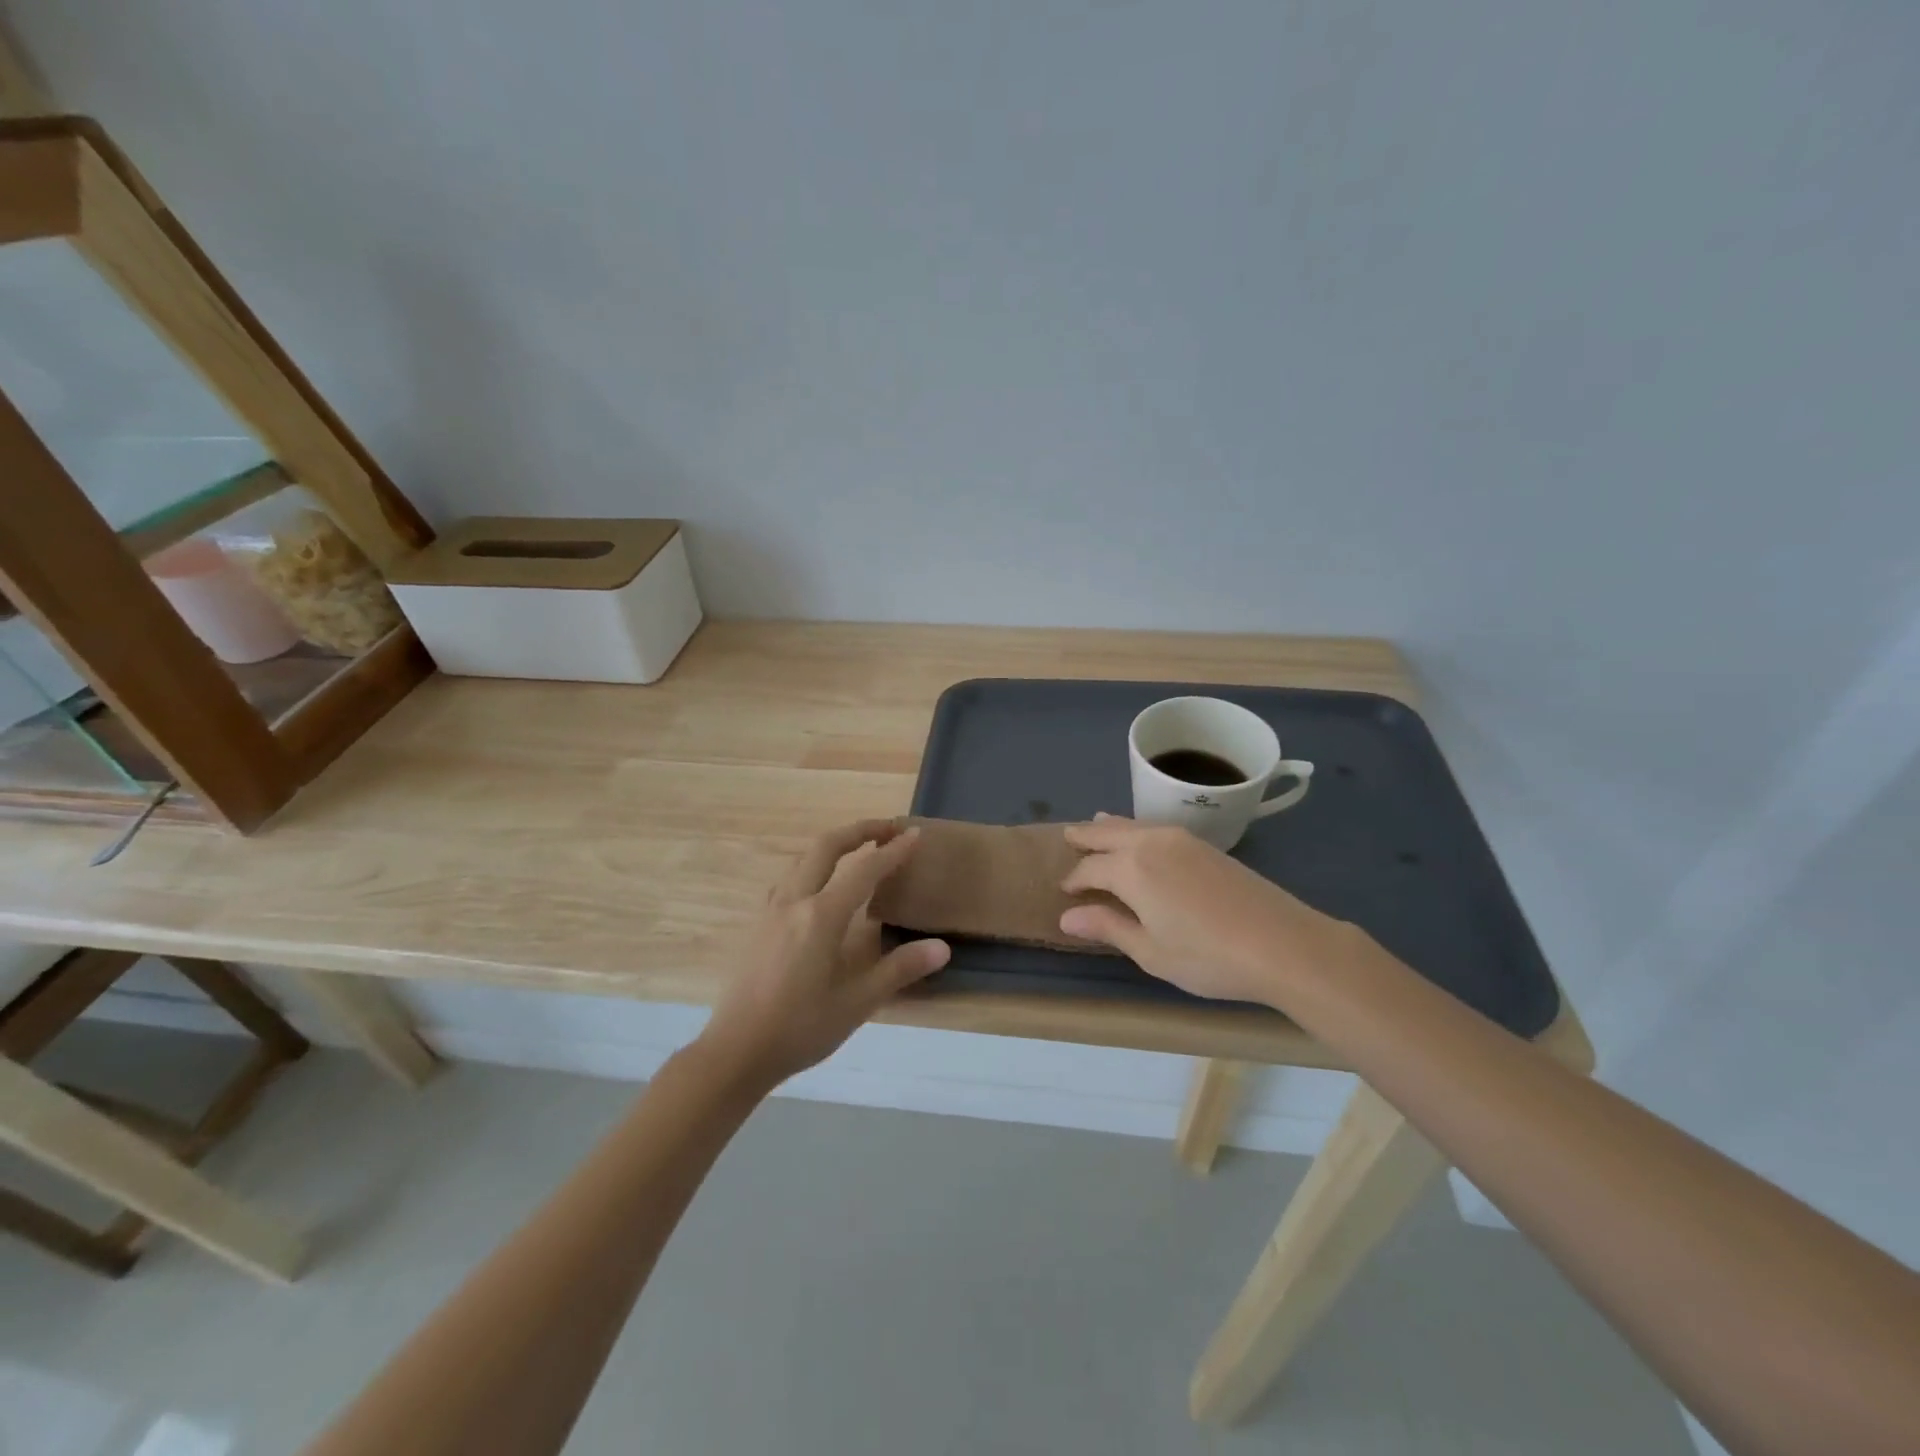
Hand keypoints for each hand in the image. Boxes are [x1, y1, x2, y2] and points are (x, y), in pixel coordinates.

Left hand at [702, 820, 949, 1087]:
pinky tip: (819, 886)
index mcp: (821, 916)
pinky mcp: (758, 924)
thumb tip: (942, 948)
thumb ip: (899, 970)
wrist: (735, 1052)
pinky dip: (813, 865)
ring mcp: (771, 910)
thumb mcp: (856, 1003)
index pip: (865, 870)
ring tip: (859, 850)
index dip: (893, 851)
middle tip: (888, 827)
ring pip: (803, 858)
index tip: (915, 835)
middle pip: (826, 846)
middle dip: (859, 830)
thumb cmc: (800, 1028)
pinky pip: (789, 878)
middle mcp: (794, 901)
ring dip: (834, 845)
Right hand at [1058, 815, 1359, 1006]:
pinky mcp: (1205, 845)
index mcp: (1131, 868)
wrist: (1283, 944)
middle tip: (1067, 837)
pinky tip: (1140, 839)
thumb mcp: (1151, 951)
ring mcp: (1181, 839)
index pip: (1090, 868)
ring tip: (1096, 826)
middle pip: (1108, 832)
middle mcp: (1151, 842)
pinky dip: (1136, 829)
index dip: (1074, 880)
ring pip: (1134, 824)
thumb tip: (1067, 916)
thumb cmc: (1208, 956)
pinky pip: (1155, 828)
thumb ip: (1108, 927)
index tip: (1064, 892)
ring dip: (1111, 827)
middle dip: (1085, 836)